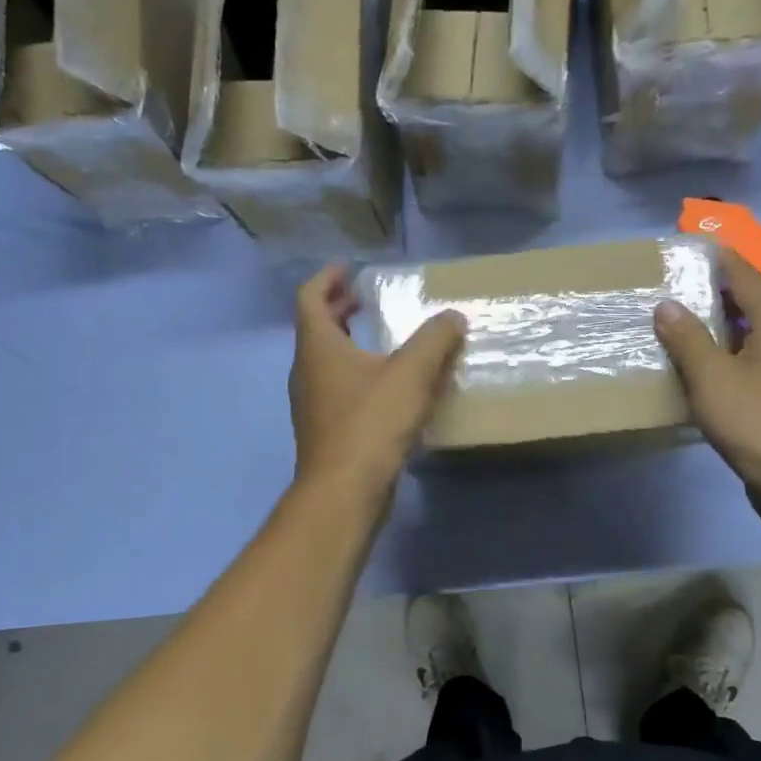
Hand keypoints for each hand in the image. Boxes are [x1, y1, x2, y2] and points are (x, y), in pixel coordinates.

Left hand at [288, 264, 465, 501]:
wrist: (344, 491)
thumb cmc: (371, 423)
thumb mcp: (411, 374)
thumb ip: (435, 340)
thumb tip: (452, 317)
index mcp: (318, 347)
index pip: (310, 297)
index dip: (327, 278)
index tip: (348, 269)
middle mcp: (307, 371)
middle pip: (316, 329)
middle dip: (338, 310)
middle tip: (365, 301)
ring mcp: (312, 404)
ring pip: (325, 361)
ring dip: (347, 344)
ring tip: (380, 342)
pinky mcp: (325, 431)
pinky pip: (337, 389)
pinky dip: (355, 375)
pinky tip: (386, 389)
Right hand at [654, 250, 760, 496]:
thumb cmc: (755, 419)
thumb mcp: (710, 376)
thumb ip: (687, 337)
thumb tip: (666, 305)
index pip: (743, 273)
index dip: (715, 260)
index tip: (687, 252)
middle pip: (754, 300)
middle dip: (718, 294)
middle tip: (678, 292)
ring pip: (760, 331)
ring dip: (727, 326)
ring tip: (690, 328)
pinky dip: (739, 352)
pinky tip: (716, 368)